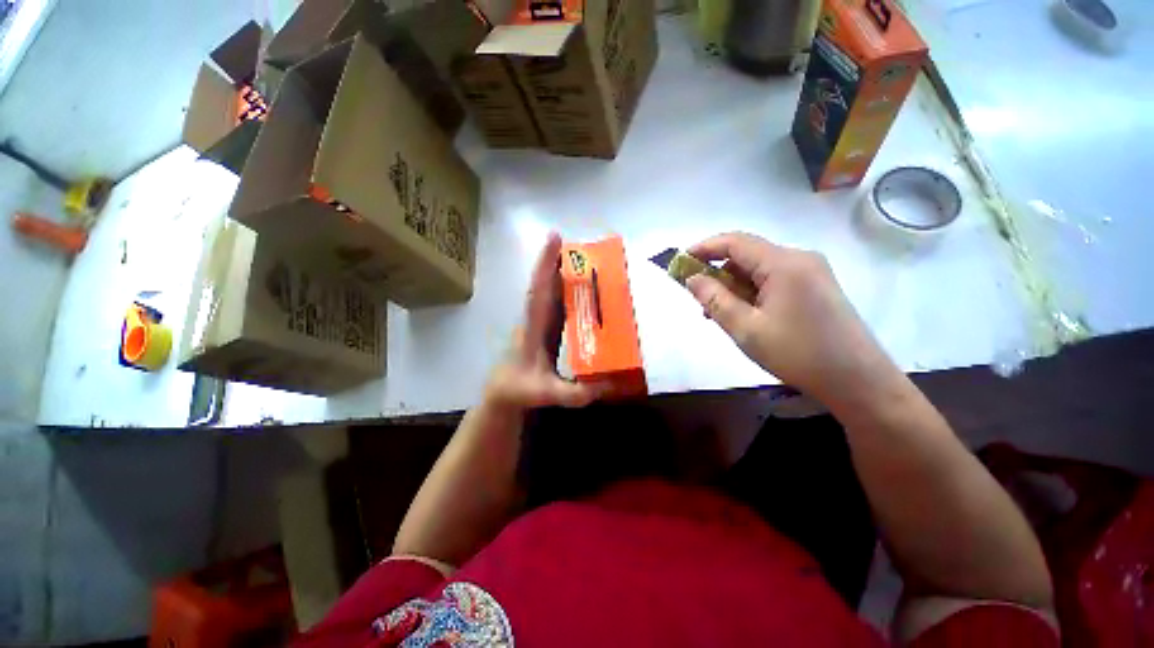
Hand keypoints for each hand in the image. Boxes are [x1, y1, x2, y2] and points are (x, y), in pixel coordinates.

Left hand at [484, 232, 603, 410]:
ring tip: (580, 258)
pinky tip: (579, 288)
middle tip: (572, 242)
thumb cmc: (520, 390)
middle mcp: (536, 320)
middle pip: (545, 285)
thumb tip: (605, 385)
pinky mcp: (546, 330)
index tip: (553, 238)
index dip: (546, 265)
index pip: (539, 291)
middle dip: (555, 262)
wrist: (504, 393)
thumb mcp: (546, 393)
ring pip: (550, 293)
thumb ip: (573, 393)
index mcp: (534, 328)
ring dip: (560, 274)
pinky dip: (565, 292)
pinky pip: (556, 305)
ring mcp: (540, 324)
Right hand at [685, 232, 895, 403]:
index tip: (680, 262)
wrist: (857, 380)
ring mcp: (811, 272)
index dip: (704, 248)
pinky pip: (774, 280)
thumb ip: (714, 299)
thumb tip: (691, 278)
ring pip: (759, 269)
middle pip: (747, 255)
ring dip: (734, 286)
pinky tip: (743, 314)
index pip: (734, 242)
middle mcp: (799, 258)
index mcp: (783, 263)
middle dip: (718, 274)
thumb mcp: (746, 329)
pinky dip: (752, 292)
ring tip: (718, 314)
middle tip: (699, 300)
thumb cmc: (797, 353)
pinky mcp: (816, 286)